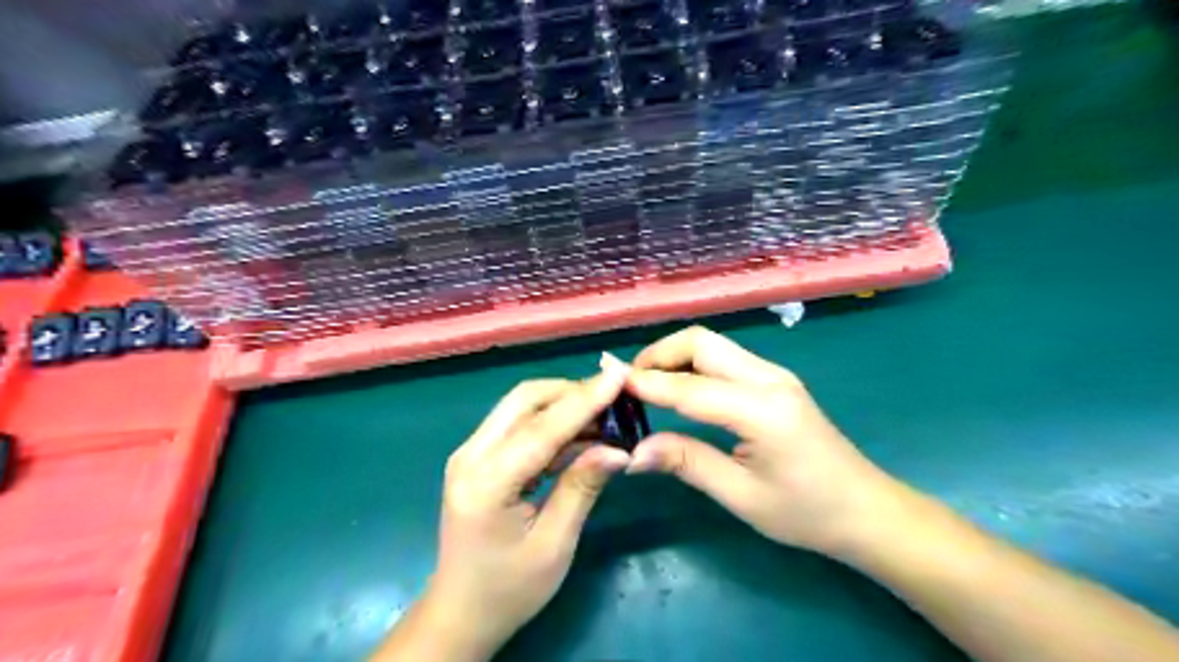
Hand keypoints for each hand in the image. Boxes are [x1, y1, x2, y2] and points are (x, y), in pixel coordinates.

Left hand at [425, 361, 629, 655]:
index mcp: (486, 483)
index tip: (618, 378)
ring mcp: (471, 453)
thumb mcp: (554, 544)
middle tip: (615, 400)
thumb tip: (619, 448)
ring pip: (521, 406)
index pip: (540, 428)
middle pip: (524, 400)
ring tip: (607, 416)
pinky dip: (552, 422)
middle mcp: (471, 456)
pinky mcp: (479, 456)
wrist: (461, 611)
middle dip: (572, 393)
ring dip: (563, 404)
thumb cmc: (509, 589)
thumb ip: (582, 487)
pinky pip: (519, 424)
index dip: (583, 400)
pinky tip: (582, 435)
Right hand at [625, 329, 904, 556]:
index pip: (689, 387)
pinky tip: (678, 389)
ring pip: (712, 345)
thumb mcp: (741, 496)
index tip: (607, 382)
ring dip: (674, 357)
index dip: (645, 383)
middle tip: (628, 383)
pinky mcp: (775, 381)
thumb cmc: (806, 513)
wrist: (866, 510)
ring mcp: (775, 375)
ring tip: (645, 385)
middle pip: (702, 342)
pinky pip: (724, 359)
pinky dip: (693, 366)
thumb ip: (686, 462)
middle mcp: (769, 378)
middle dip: (659, 354)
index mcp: (762, 409)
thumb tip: (633, 451)